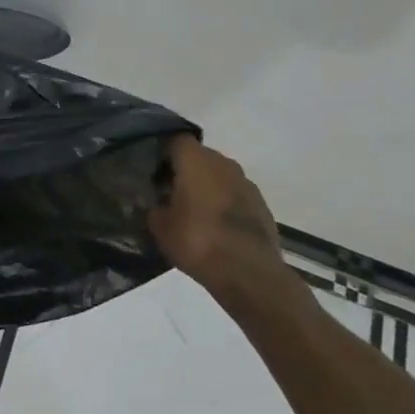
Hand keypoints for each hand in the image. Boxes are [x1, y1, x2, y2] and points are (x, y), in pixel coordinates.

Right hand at [149, 137, 287, 301]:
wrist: (249, 274)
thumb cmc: (197, 241)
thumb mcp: (160, 226)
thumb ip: (154, 208)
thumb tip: (156, 204)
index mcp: (196, 160)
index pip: (175, 140)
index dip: (162, 152)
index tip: (151, 170)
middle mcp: (224, 164)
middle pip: (200, 157)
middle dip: (184, 170)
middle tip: (168, 191)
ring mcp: (247, 184)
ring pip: (219, 176)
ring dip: (207, 187)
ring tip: (192, 211)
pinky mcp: (262, 206)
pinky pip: (235, 196)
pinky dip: (224, 205)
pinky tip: (214, 227)